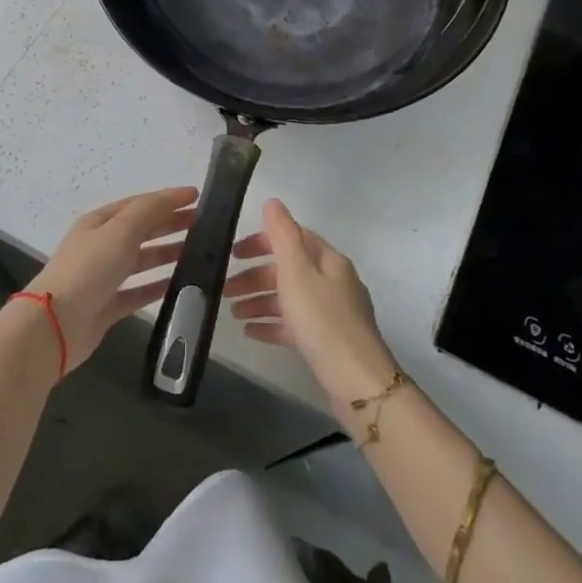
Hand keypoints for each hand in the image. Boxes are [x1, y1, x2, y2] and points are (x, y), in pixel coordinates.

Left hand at [31, 186, 199, 373]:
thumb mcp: (120, 230)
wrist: (54, 325)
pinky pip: (137, 292)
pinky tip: (178, 286)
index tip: (198, 197)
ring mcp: (103, 277)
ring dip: (166, 254)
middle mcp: (101, 246)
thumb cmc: (89, 269)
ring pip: (141, 261)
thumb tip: (174, 195)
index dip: (168, 198)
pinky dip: (156, 287)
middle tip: (204, 225)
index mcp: (100, 222)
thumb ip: (149, 211)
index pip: (139, 204)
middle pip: (141, 230)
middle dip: (170, 224)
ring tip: (198, 254)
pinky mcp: (106, 306)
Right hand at [225, 199, 397, 421]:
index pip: (293, 238)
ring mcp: (331, 312)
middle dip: (255, 277)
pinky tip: (250, 332)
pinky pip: (294, 324)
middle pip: (288, 270)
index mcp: (329, 260)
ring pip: (289, 298)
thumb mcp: (297, 272)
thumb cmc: (322, 319)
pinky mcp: (327, 340)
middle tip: (225, 289)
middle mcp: (333, 281)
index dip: (262, 242)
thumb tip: (273, 202)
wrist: (356, 380)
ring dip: (259, 301)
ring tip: (232, 314)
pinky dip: (271, 324)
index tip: (234, 253)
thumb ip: (283, 235)